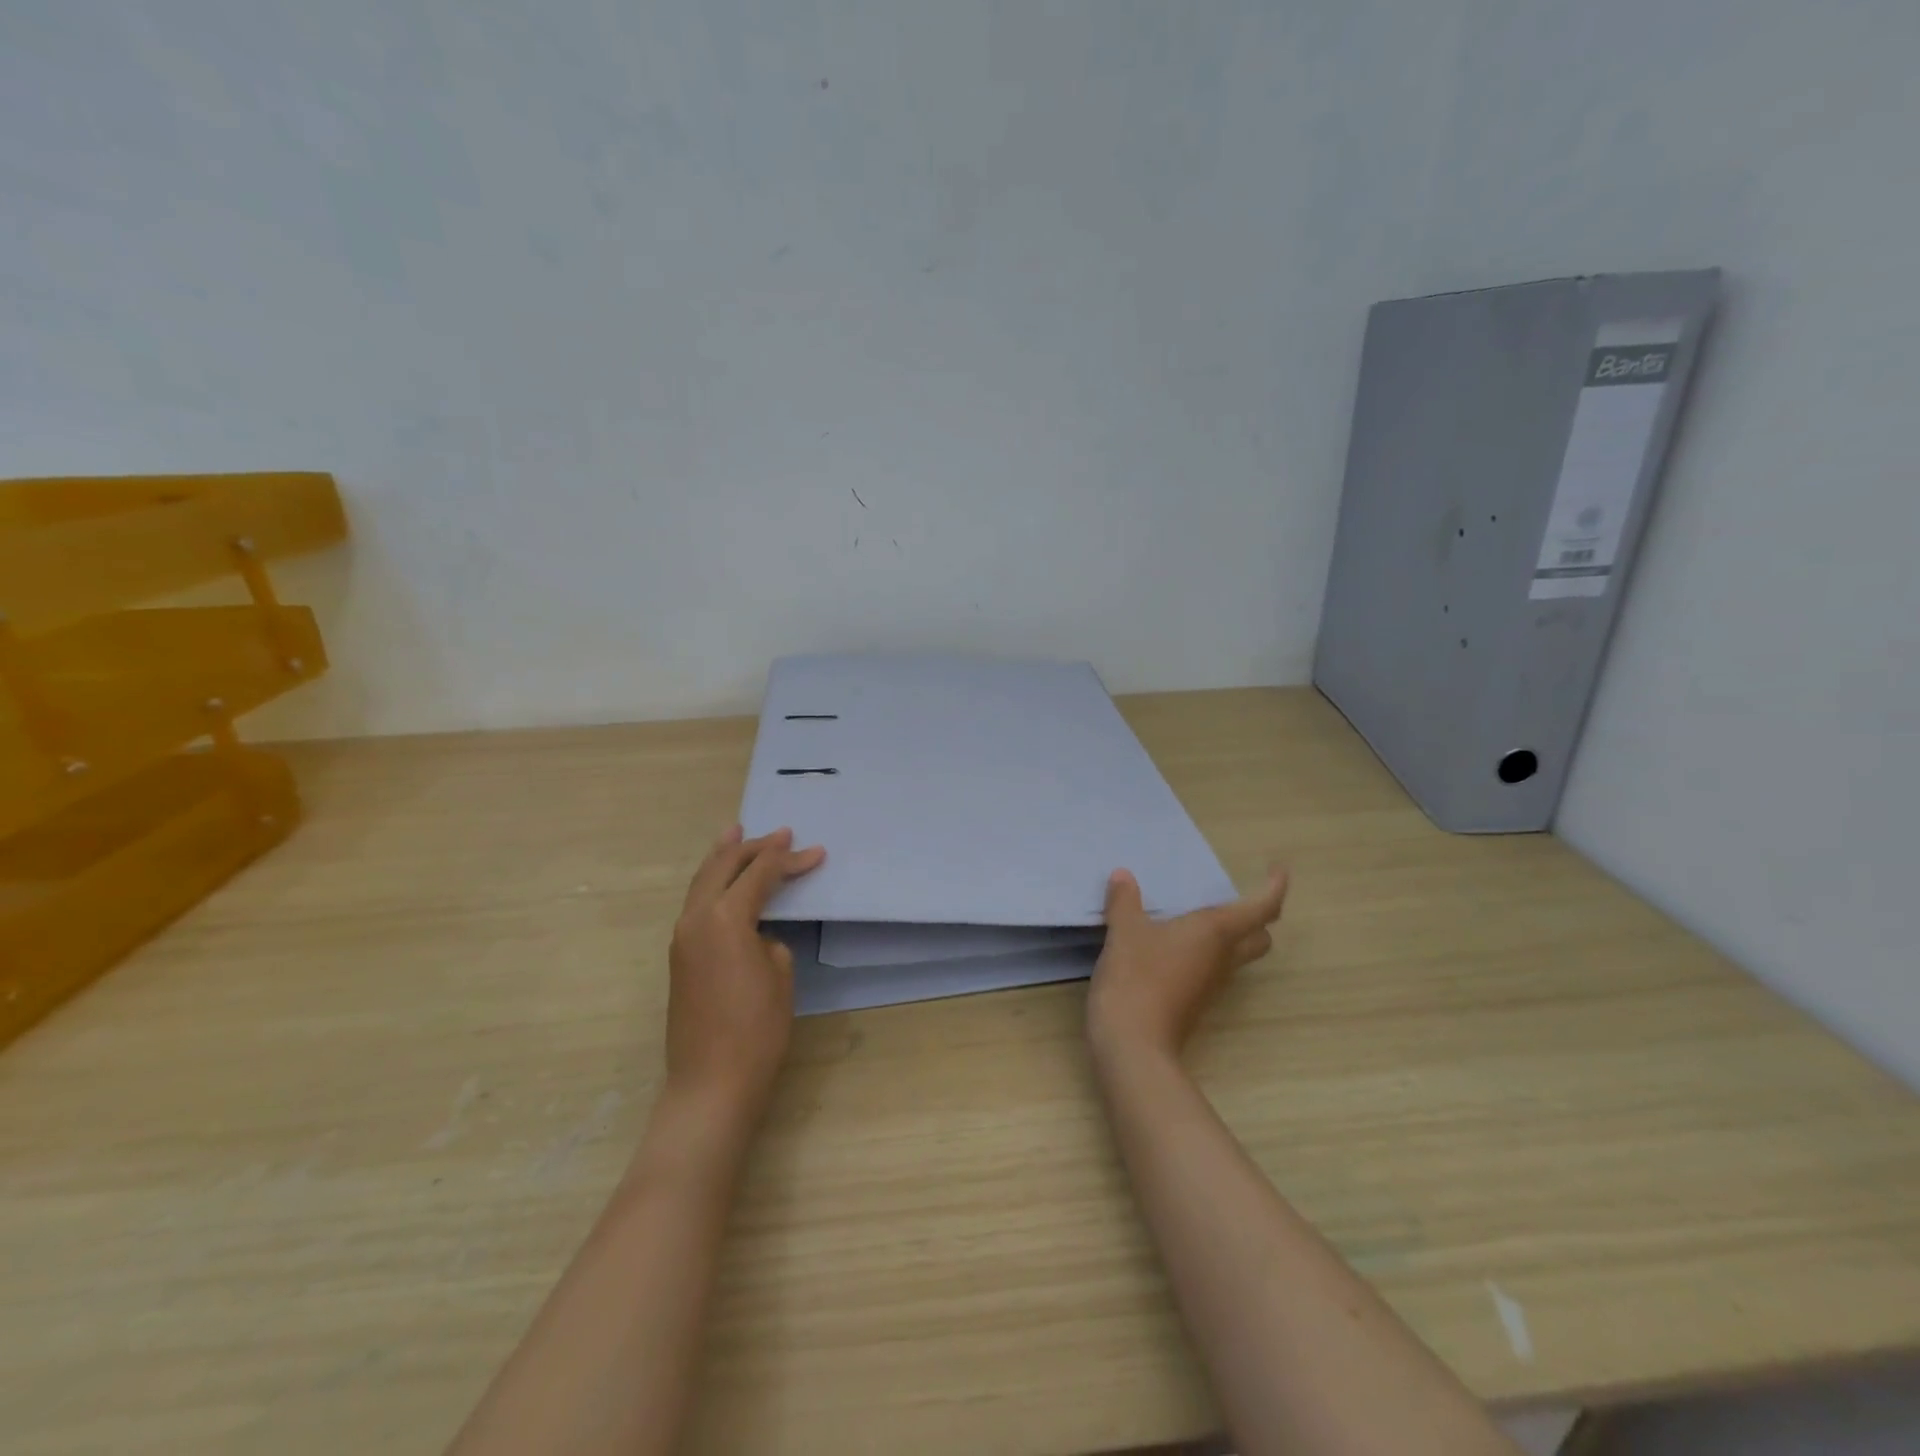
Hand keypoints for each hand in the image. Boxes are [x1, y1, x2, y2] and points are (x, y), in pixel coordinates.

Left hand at [666, 825, 825, 1123]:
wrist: (710, 1083)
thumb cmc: (756, 1030)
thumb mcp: (780, 975)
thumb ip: (770, 941)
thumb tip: (758, 935)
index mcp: (724, 918)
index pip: (760, 874)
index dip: (789, 859)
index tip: (816, 851)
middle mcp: (696, 919)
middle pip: (723, 866)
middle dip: (752, 847)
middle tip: (779, 833)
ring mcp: (682, 938)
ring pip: (702, 882)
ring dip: (723, 858)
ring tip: (736, 834)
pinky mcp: (679, 957)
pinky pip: (696, 903)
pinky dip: (712, 883)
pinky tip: (723, 881)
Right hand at [1087, 867, 1288, 1065]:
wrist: (1133, 1043)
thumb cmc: (1137, 976)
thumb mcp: (1125, 931)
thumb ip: (1125, 901)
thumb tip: (1123, 876)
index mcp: (1216, 933)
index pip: (1262, 908)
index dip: (1275, 887)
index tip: (1278, 869)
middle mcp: (1223, 958)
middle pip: (1259, 938)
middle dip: (1258, 918)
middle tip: (1236, 899)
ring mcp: (1211, 984)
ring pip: (1237, 956)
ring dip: (1231, 937)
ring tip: (1198, 917)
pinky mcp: (1194, 1002)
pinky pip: (1212, 969)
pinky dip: (1205, 953)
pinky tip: (1174, 945)